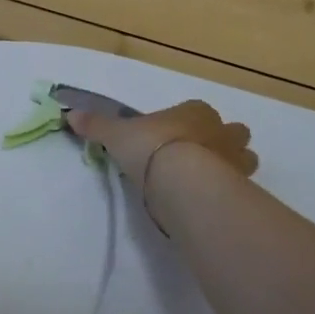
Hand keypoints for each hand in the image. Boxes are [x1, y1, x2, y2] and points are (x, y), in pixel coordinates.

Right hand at [67, 100, 256, 229]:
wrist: (183, 180)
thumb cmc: (151, 147)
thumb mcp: (117, 135)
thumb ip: (97, 125)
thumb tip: (71, 115)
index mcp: (195, 111)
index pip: (197, 111)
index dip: (188, 122)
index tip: (173, 137)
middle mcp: (221, 130)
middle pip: (232, 132)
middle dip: (222, 142)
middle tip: (199, 158)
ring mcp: (236, 160)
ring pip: (244, 158)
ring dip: (232, 166)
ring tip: (209, 182)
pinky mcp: (241, 188)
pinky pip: (240, 187)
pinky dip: (230, 192)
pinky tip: (211, 202)